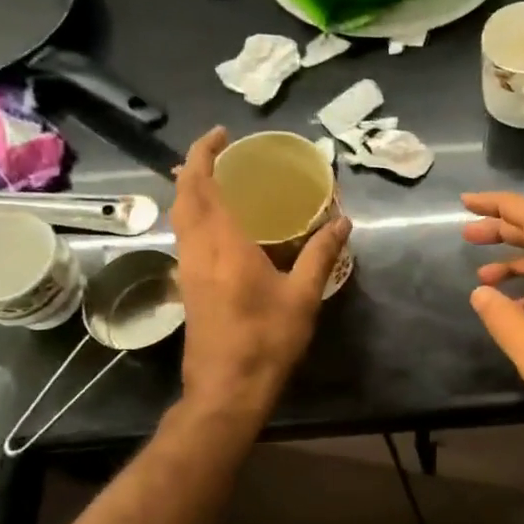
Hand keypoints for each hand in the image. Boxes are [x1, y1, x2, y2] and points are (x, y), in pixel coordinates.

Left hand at [170, 127, 349, 416]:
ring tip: (214, 178)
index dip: (206, 154)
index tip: (221, 135)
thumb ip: (320, 255)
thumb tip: (343, 222)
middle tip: (218, 151)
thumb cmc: (267, 341)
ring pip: (180, 217)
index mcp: (224, 244)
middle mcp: (198, 250)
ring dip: (190, 190)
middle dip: (194, 167)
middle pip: (184, 196)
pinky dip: (194, 215)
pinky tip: (216, 223)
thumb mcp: (302, 297)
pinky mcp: (189, 286)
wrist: (227, 389)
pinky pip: (185, 236)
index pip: (204, 186)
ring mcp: (188, 269)